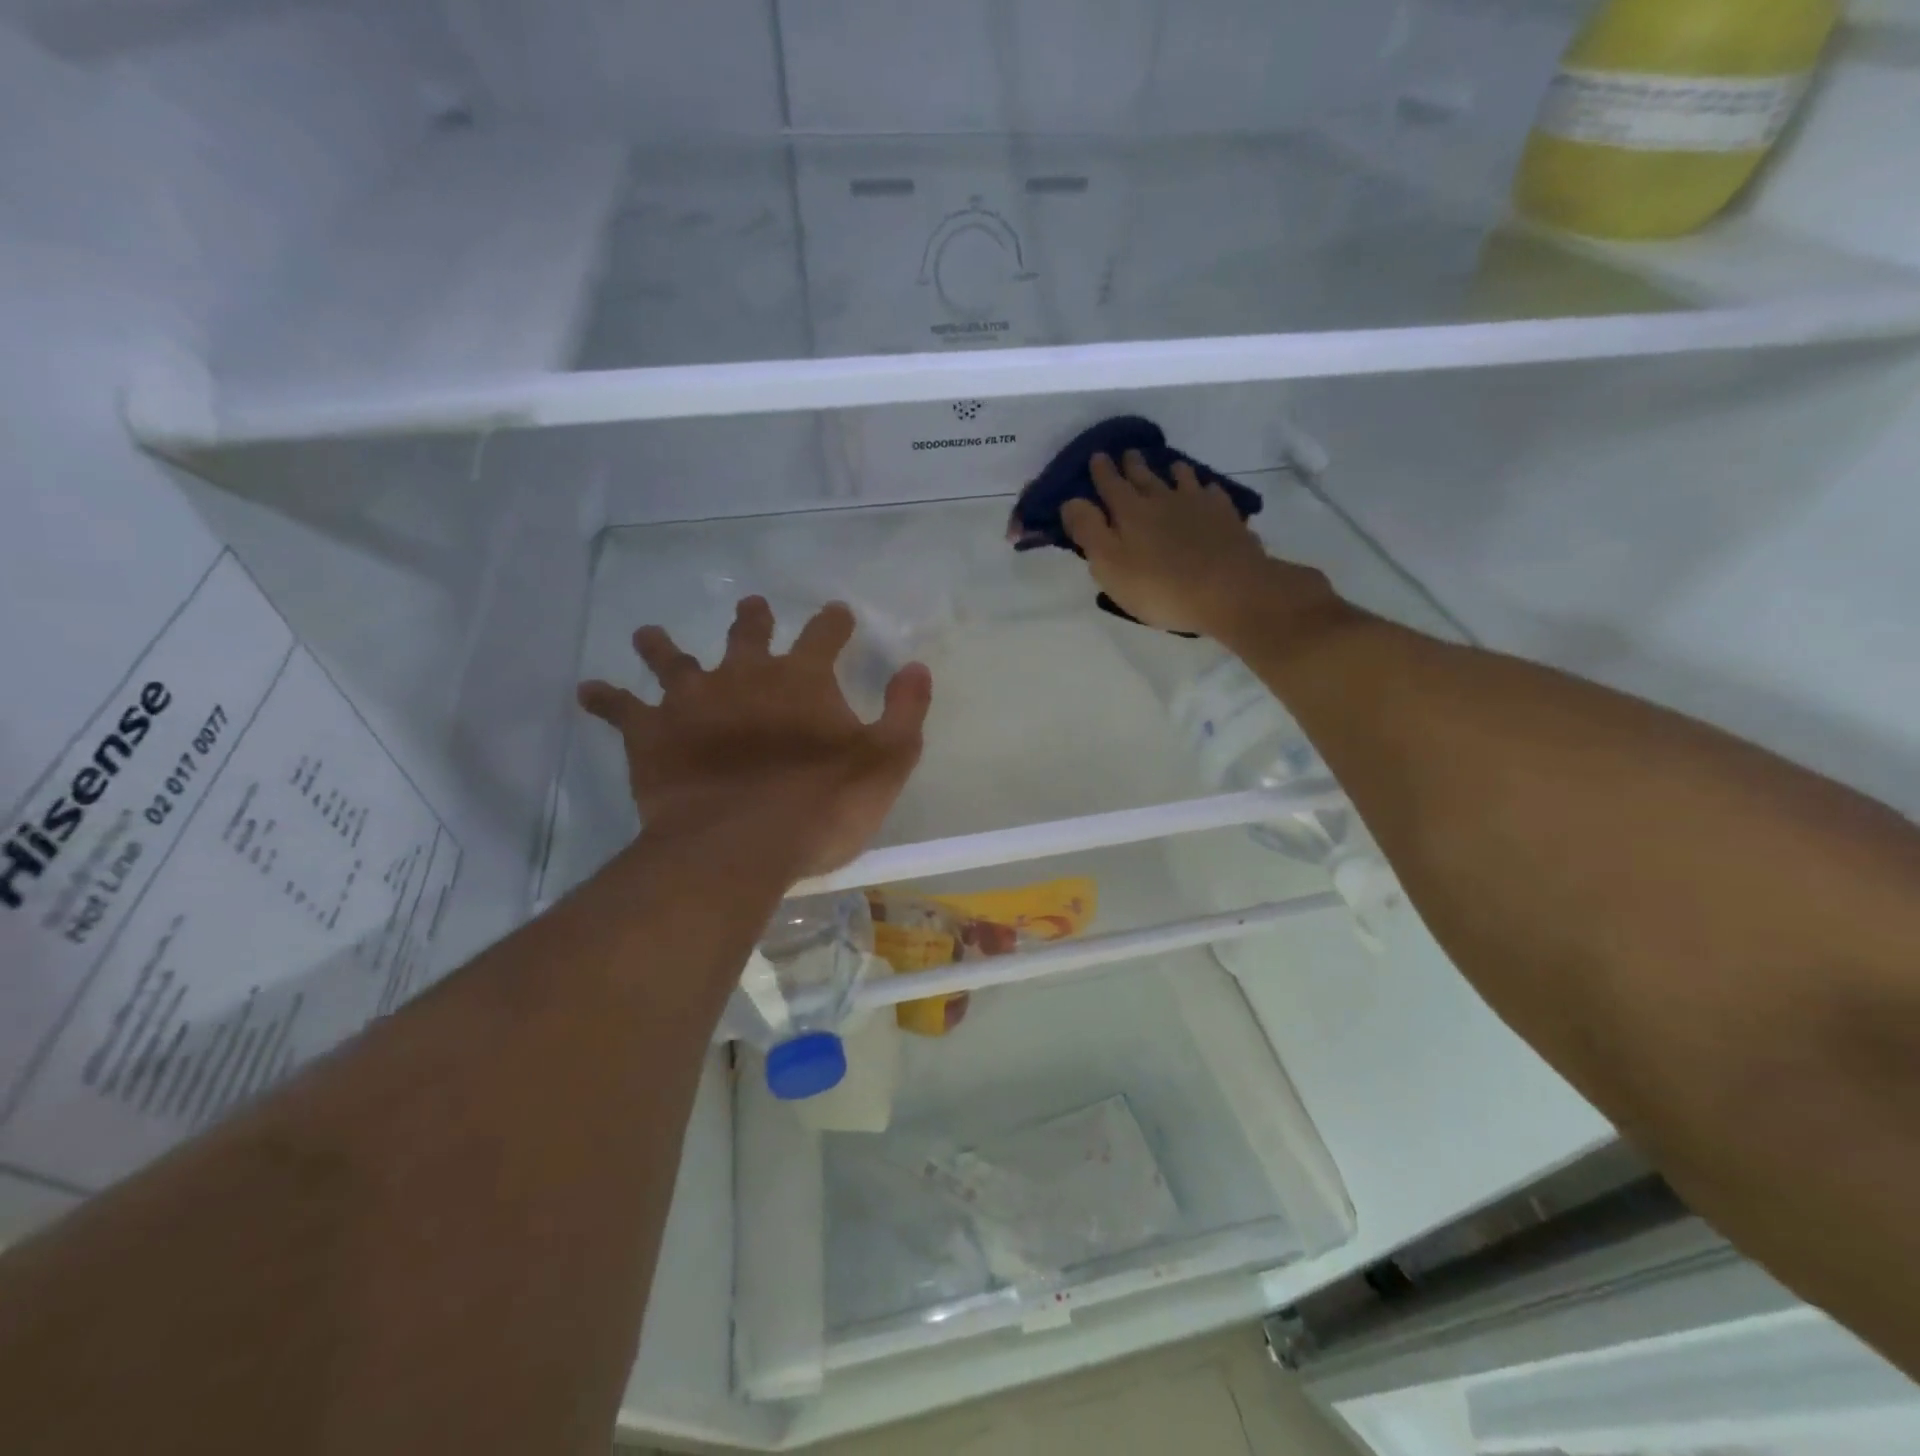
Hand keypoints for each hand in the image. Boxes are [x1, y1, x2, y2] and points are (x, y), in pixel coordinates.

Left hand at [578, 599, 931, 880]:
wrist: (741, 844)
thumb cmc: (822, 805)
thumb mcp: (886, 761)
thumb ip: (904, 711)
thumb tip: (916, 666)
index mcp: (802, 679)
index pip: (824, 635)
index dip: (833, 622)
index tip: (838, 613)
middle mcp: (745, 675)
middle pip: (747, 634)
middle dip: (752, 619)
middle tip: (752, 608)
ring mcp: (693, 701)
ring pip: (674, 660)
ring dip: (663, 646)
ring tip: (649, 634)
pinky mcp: (652, 735)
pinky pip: (621, 709)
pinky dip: (605, 699)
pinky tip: (589, 690)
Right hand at [1061, 451, 1336, 643]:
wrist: (1230, 590)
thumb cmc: (1160, 586)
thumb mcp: (1109, 565)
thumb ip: (1088, 531)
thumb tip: (1071, 501)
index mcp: (1129, 512)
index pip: (1110, 486)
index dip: (1101, 472)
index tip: (1097, 456)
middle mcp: (1162, 500)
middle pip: (1144, 478)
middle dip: (1133, 466)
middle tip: (1128, 453)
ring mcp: (1198, 506)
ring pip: (1182, 480)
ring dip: (1172, 471)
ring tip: (1171, 466)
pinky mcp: (1226, 518)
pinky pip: (1213, 495)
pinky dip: (1206, 490)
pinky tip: (1208, 492)